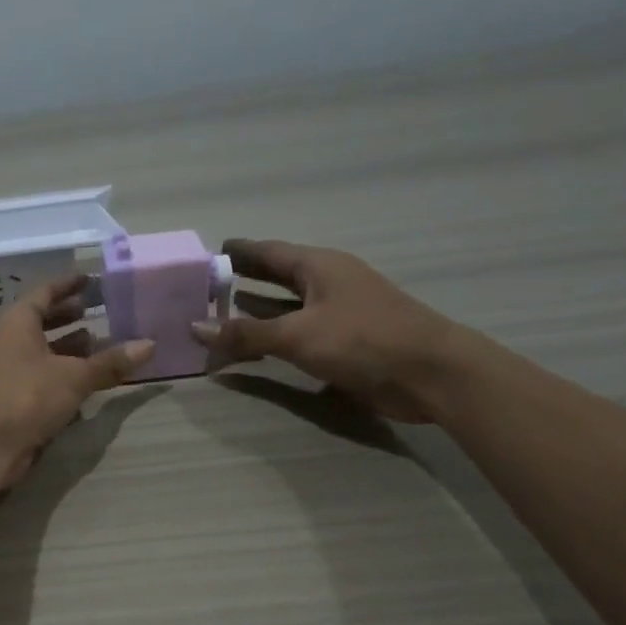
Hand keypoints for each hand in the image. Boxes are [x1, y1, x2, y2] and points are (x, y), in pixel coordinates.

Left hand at [0, 272, 154, 485]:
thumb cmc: (25, 397)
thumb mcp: (74, 377)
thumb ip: (110, 362)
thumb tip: (150, 345)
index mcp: (17, 322)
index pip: (44, 292)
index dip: (68, 284)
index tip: (91, 279)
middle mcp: (9, 342)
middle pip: (41, 321)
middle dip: (70, 316)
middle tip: (100, 311)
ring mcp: (8, 372)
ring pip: (43, 353)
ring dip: (69, 349)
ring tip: (101, 346)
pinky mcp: (12, 400)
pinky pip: (41, 379)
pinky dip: (63, 377)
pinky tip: (87, 384)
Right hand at [190, 239, 463, 422]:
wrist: (429, 373)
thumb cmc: (363, 340)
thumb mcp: (298, 334)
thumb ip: (246, 334)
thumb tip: (196, 328)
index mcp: (320, 267)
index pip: (270, 251)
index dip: (240, 251)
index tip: (209, 252)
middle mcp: (329, 283)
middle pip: (279, 276)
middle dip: (246, 278)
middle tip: (208, 284)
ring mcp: (339, 313)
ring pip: (288, 306)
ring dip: (258, 310)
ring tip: (222, 313)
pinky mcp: (346, 342)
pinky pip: (299, 332)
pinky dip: (275, 336)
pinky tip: (257, 347)